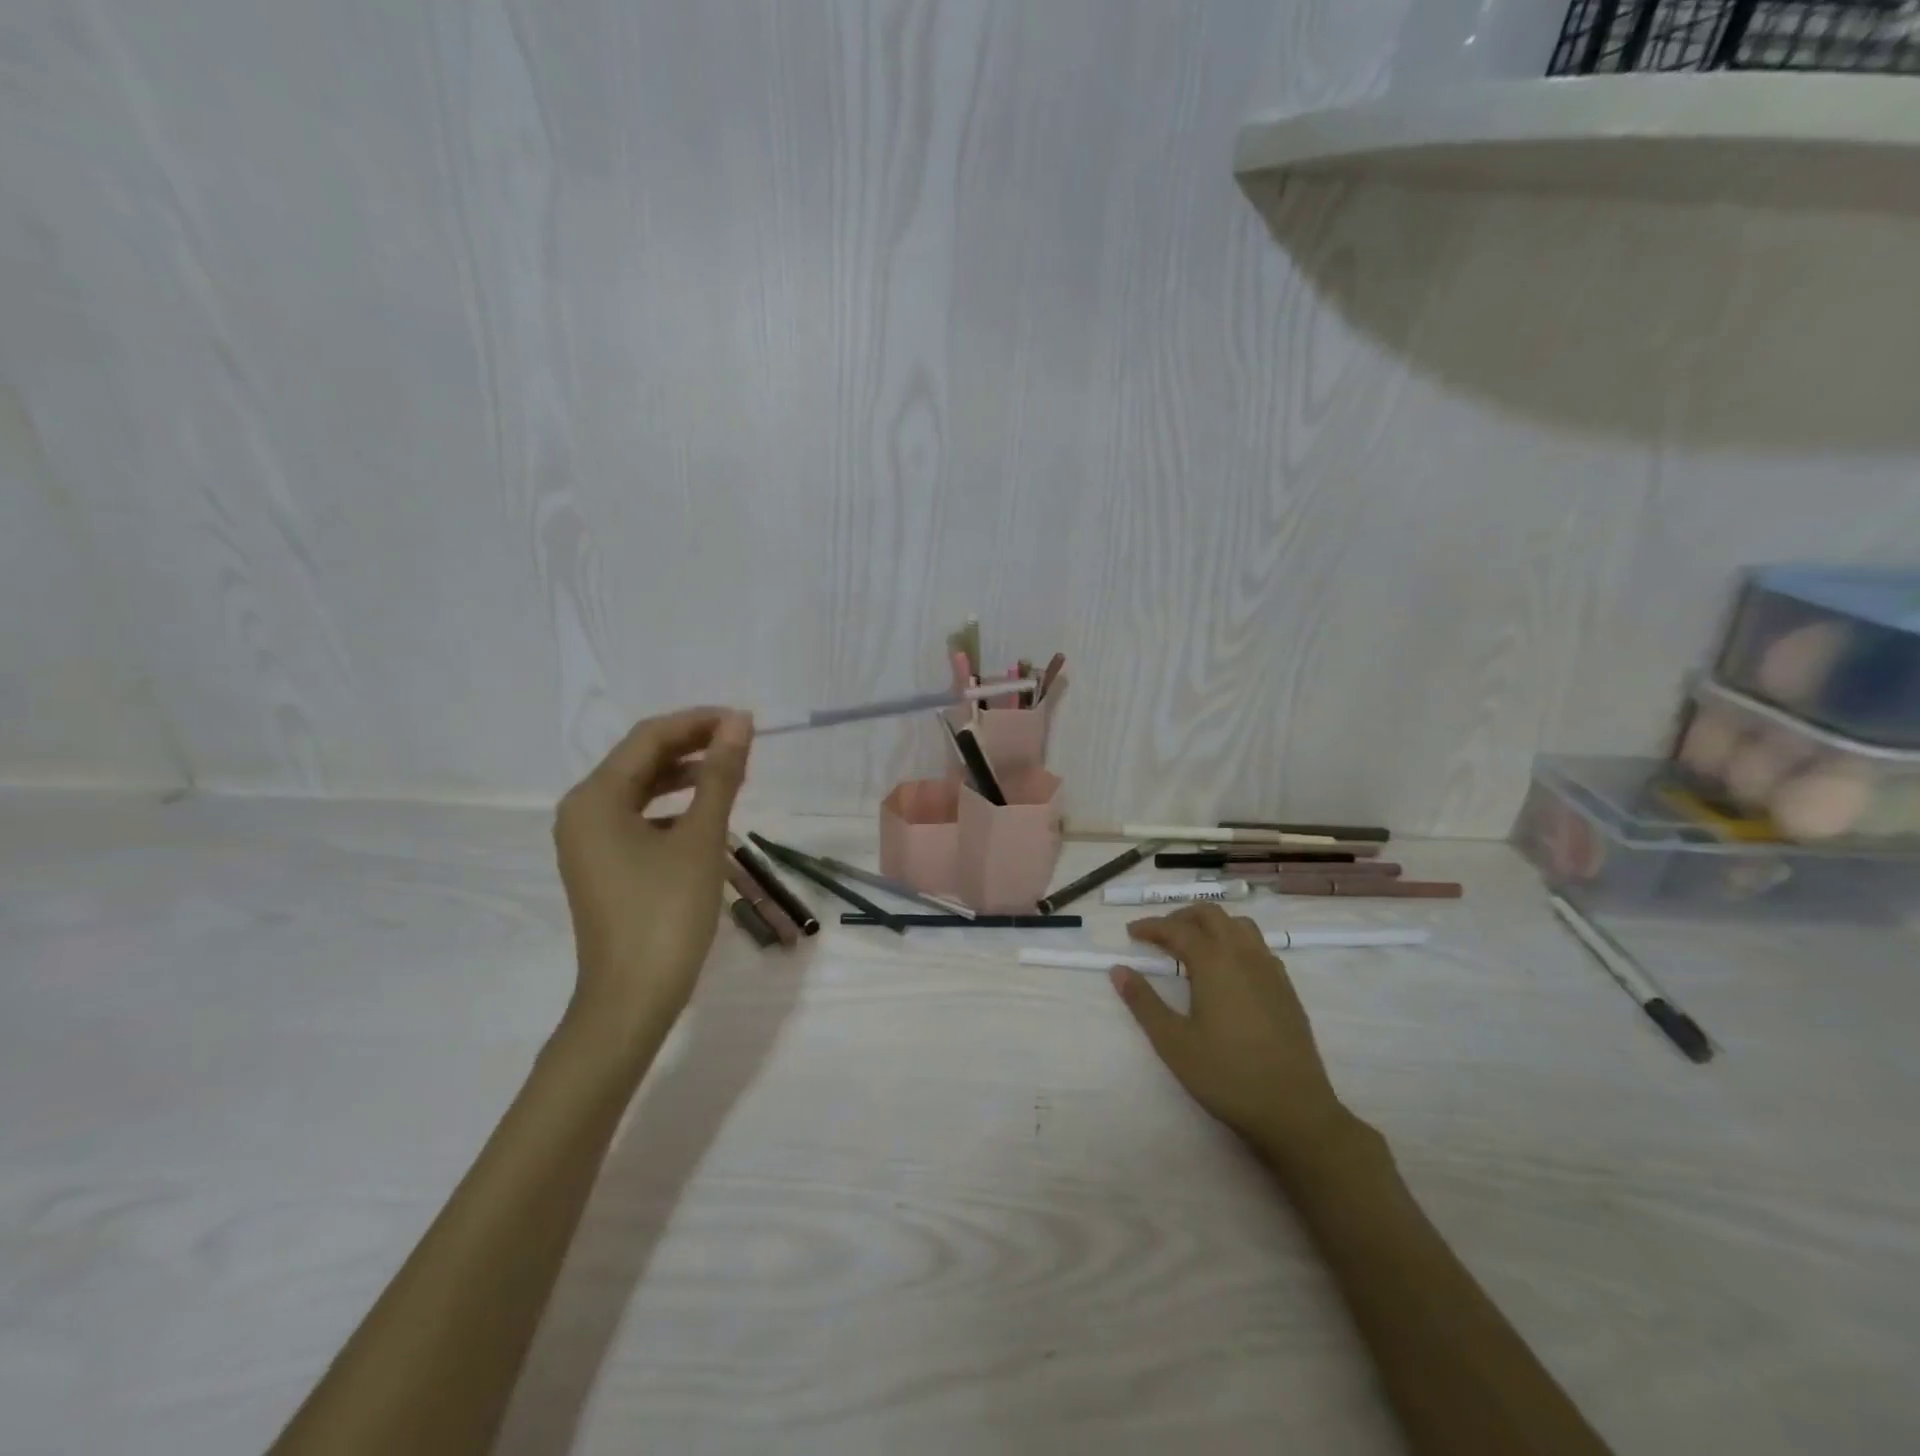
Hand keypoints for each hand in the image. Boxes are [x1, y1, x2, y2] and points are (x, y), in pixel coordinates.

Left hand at [553, 707, 754, 1047]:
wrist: (631, 1000)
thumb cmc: (666, 914)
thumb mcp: (700, 839)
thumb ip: (719, 776)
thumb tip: (738, 722)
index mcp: (595, 798)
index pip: (649, 738)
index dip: (698, 722)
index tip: (745, 721)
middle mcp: (582, 811)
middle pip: (641, 760)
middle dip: (692, 746)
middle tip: (743, 743)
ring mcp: (588, 841)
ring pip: (640, 789)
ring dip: (685, 775)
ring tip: (732, 773)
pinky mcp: (602, 865)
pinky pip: (638, 818)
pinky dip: (673, 807)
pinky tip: (705, 814)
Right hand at [1110, 904, 1363, 1177]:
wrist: (1294, 1110)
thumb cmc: (1226, 1075)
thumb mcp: (1173, 1042)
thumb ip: (1143, 1002)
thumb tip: (1118, 970)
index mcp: (1214, 962)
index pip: (1177, 928)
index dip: (1151, 926)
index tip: (1131, 933)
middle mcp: (1244, 955)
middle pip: (1211, 915)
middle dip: (1182, 917)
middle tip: (1160, 935)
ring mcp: (1270, 970)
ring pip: (1239, 926)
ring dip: (1212, 925)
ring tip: (1192, 946)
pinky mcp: (1286, 989)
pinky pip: (1258, 947)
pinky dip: (1235, 943)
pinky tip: (1227, 971)